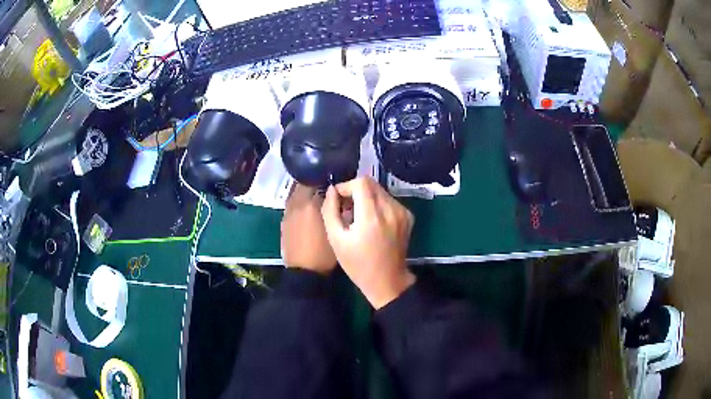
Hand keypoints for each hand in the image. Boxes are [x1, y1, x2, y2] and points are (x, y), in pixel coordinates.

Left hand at [281, 184, 336, 273]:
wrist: (304, 272)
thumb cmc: (324, 253)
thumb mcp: (337, 230)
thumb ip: (338, 210)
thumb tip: (340, 197)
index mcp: (312, 205)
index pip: (321, 181)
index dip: (330, 181)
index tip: (337, 184)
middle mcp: (297, 204)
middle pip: (305, 183)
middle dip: (316, 183)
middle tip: (327, 189)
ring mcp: (288, 212)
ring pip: (296, 193)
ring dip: (306, 191)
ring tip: (317, 197)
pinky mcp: (283, 221)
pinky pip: (292, 204)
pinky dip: (300, 202)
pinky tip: (307, 211)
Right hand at [321, 177, 415, 308]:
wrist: (387, 281)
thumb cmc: (358, 264)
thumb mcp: (336, 239)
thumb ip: (330, 211)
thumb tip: (332, 190)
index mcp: (372, 216)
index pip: (361, 182)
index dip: (346, 186)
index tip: (339, 200)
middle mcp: (390, 209)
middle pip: (371, 183)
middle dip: (355, 191)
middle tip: (346, 208)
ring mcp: (402, 212)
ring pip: (380, 190)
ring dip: (366, 197)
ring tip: (359, 217)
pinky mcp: (408, 216)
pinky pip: (389, 200)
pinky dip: (378, 205)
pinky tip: (373, 222)